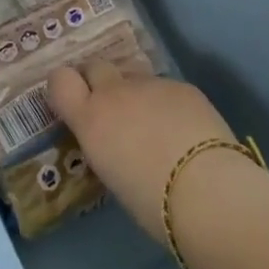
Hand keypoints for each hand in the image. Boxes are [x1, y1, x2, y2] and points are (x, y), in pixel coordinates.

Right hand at [47, 59, 241, 238]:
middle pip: (96, 66)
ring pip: (135, 78)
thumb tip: (116, 143)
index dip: (65, 86)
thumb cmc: (152, 202)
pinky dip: (169, 104)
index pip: (60, 80)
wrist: (207, 188)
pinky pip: (166, 88)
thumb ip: (107, 147)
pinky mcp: (182, 86)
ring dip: (137, 95)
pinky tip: (186, 130)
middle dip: (99, 81)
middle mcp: (115, 93)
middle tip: (113, 109)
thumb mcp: (113, 177)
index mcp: (90, 119)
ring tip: (156, 126)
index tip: (74, 100)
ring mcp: (151, 85)